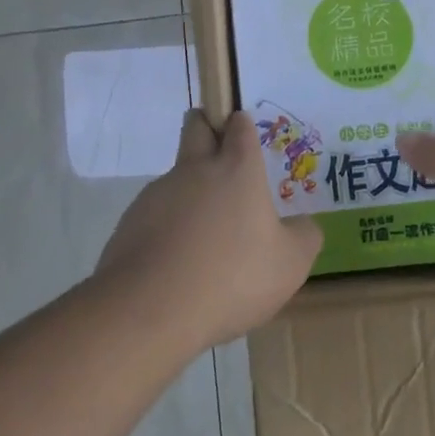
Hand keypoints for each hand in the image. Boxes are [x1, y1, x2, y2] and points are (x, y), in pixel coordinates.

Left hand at [94, 109, 321, 353]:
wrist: (150, 311)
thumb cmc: (232, 277)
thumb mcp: (291, 264)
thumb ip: (304, 236)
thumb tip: (301, 224)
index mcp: (238, 169)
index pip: (239, 126)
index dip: (243, 125)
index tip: (245, 132)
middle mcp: (196, 170)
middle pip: (197, 127)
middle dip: (207, 126)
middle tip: (220, 154)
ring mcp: (158, 194)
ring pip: (176, 176)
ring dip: (190, 191)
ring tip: (205, 239)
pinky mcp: (130, 223)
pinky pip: (154, 214)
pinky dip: (168, 228)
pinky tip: (178, 264)